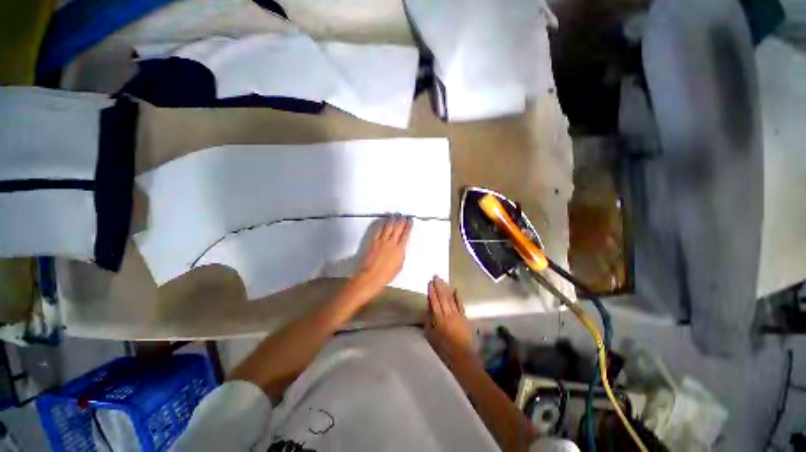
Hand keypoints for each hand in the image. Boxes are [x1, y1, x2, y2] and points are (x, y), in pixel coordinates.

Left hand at [349, 216, 412, 300]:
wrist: (371, 276)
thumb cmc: (387, 274)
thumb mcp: (399, 265)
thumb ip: (401, 253)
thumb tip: (401, 246)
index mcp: (400, 249)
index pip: (405, 234)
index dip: (408, 226)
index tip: (410, 220)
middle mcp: (392, 242)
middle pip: (397, 228)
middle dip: (401, 220)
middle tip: (403, 215)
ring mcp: (382, 241)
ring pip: (388, 227)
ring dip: (392, 220)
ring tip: (394, 214)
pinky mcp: (373, 241)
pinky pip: (378, 230)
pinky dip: (382, 224)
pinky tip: (384, 220)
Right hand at [425, 276, 478, 366]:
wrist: (462, 357)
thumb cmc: (443, 348)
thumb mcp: (431, 336)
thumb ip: (428, 321)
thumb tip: (427, 307)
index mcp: (439, 319)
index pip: (434, 301)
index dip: (432, 291)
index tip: (429, 282)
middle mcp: (448, 314)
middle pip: (442, 297)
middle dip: (439, 286)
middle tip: (436, 276)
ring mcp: (458, 315)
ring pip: (451, 299)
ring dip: (446, 288)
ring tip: (442, 280)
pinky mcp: (465, 318)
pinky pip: (460, 305)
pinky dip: (458, 297)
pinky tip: (455, 290)